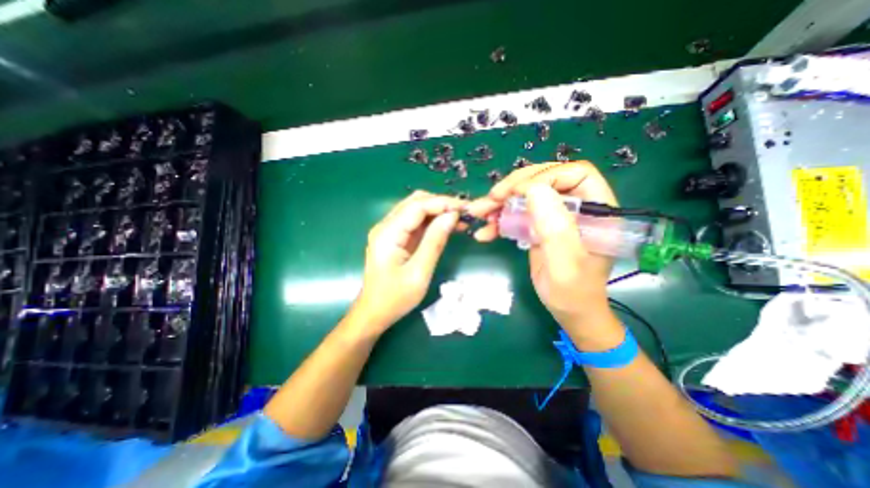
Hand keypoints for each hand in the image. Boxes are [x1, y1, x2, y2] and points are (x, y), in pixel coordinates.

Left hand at [351, 191, 465, 335]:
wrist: (374, 313)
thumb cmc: (395, 298)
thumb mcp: (419, 272)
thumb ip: (435, 242)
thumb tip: (452, 216)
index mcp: (388, 233)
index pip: (418, 205)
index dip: (443, 203)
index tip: (465, 208)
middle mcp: (386, 226)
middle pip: (416, 202)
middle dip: (441, 204)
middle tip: (464, 213)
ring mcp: (389, 231)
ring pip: (416, 210)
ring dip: (438, 211)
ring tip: (460, 219)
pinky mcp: (395, 238)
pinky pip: (416, 222)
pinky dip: (433, 221)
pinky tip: (447, 226)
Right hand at [469, 161, 617, 332]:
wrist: (568, 311)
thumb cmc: (574, 292)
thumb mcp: (566, 264)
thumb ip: (554, 228)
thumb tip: (534, 190)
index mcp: (596, 210)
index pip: (574, 174)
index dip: (544, 177)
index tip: (516, 193)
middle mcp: (576, 207)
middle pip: (545, 180)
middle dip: (514, 187)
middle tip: (491, 199)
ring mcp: (555, 215)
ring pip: (526, 195)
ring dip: (500, 203)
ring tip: (478, 212)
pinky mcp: (539, 225)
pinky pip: (517, 214)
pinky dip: (498, 220)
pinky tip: (485, 232)